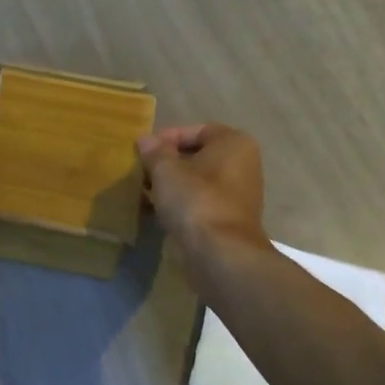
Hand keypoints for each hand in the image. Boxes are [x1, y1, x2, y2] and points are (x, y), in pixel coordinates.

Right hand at [136, 123, 267, 256]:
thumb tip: (145, 140)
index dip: (167, 138)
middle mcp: (243, 165)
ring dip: (172, 185)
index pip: (196, 130)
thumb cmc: (195, 200)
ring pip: (198, 181)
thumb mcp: (166, 170)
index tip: (144, 151)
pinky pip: (201, 203)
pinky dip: (181, 204)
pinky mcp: (230, 220)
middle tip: (142, 171)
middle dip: (168, 163)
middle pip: (197, 156)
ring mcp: (239, 195)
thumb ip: (154, 151)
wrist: (221, 254)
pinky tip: (157, 212)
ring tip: (145, 192)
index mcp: (234, 144)